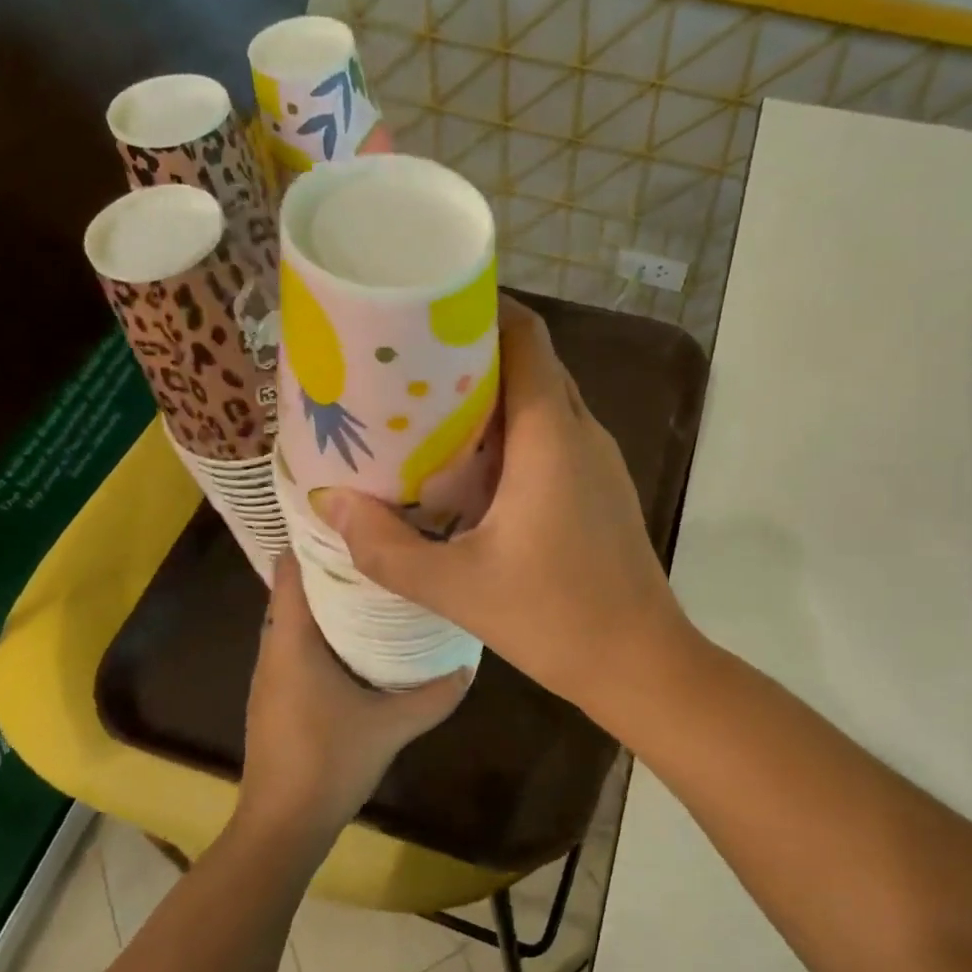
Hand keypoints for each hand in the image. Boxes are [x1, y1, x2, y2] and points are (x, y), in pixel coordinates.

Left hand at [241, 551, 470, 837]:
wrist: (282, 825)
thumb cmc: (330, 763)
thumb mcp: (392, 725)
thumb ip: (435, 693)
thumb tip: (470, 663)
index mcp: (292, 642)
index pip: (292, 570)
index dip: (316, 539)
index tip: (354, 518)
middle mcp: (274, 649)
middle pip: (297, 589)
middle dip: (334, 565)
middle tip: (381, 545)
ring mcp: (272, 674)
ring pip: (298, 618)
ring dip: (330, 599)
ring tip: (378, 581)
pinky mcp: (278, 695)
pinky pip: (299, 644)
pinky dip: (325, 629)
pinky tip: (362, 637)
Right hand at [310, 300, 689, 712]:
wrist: (641, 662)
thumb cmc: (556, 617)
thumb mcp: (458, 586)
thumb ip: (386, 547)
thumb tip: (331, 503)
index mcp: (552, 434)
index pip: (526, 335)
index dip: (481, 309)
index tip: (427, 310)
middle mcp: (583, 432)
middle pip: (532, 362)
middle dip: (474, 352)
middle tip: (409, 363)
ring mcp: (599, 462)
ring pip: (546, 401)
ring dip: (495, 395)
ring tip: (429, 409)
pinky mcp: (602, 490)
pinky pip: (556, 437)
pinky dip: (515, 432)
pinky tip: (473, 466)